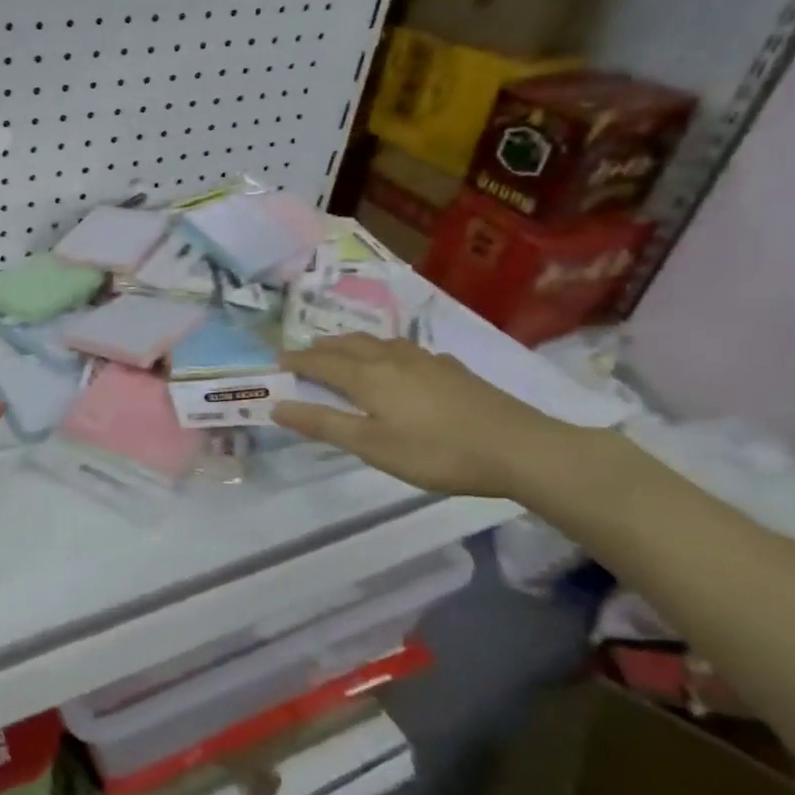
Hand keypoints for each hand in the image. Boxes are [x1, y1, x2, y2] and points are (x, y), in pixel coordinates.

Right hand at [273, 334, 573, 497]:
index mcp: (368, 377)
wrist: (518, 448)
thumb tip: (277, 406)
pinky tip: (400, 363)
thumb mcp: (372, 446)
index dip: (297, 360)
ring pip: (380, 342)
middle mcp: (393, 359)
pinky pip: (407, 350)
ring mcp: (427, 361)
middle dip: (322, 346)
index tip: (276, 360)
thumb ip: (324, 424)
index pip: (322, 361)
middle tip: (305, 353)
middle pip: (349, 344)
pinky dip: (387, 351)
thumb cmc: (436, 452)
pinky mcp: (453, 370)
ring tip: (344, 351)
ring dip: (353, 344)